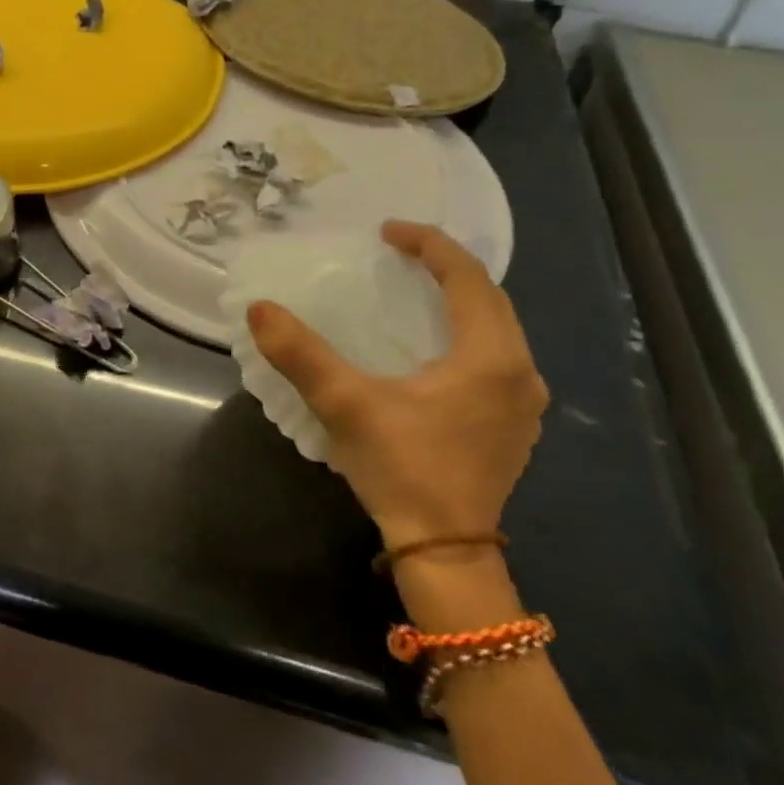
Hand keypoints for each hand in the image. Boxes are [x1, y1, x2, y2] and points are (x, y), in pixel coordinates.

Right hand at [247, 221, 547, 550]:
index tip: (387, 233)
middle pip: (490, 298)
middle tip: (400, 255)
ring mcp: (523, 403)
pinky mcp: (513, 426)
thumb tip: (260, 309)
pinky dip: (466, 334)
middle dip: (447, 268)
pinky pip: (495, 358)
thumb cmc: (403, 470)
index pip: (468, 277)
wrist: (445, 552)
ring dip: (460, 302)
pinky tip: (433, 349)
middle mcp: (519, 372)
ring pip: (498, 329)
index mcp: (489, 357)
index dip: (429, 245)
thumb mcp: (345, 406)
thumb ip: (301, 354)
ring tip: (415, 293)